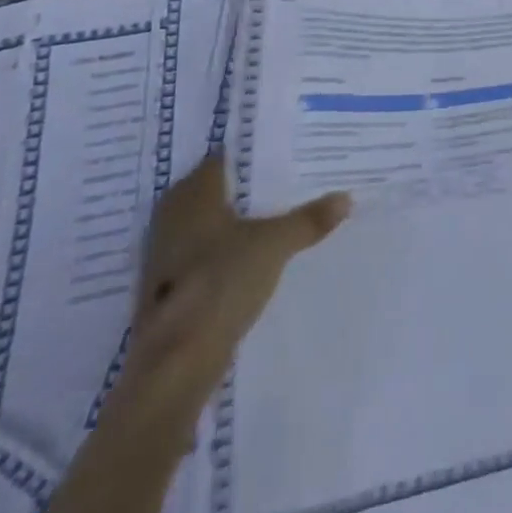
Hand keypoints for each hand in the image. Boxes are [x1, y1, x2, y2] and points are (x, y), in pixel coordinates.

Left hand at [117, 156, 351, 435]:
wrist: (177, 362)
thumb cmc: (221, 282)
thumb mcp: (276, 244)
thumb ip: (309, 219)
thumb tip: (346, 198)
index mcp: (192, 195)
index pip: (225, 158)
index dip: (256, 153)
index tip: (288, 150)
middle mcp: (172, 216)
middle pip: (219, 191)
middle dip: (252, 188)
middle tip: (293, 180)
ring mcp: (166, 254)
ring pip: (211, 223)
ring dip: (240, 221)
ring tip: (283, 215)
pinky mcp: (170, 287)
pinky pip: (206, 252)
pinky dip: (229, 249)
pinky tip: (257, 255)